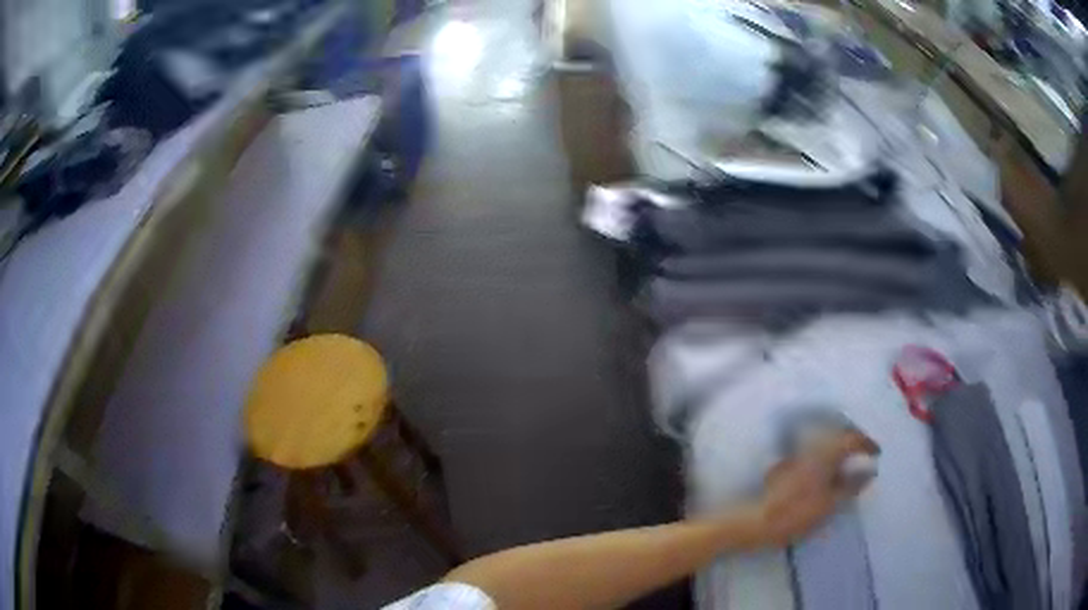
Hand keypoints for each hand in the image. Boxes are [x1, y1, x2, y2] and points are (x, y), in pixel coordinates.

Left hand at [747, 431, 878, 547]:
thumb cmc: (797, 513)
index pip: (852, 438)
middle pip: (838, 436)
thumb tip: (870, 471)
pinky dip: (827, 460)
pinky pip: (814, 455)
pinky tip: (830, 475)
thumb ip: (852, 485)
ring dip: (840, 451)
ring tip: (851, 466)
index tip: (878, 452)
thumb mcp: (831, 503)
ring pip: (825, 445)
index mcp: (825, 452)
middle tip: (866, 455)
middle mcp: (812, 446)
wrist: (756, 521)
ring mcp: (798, 455)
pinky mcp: (787, 466)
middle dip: (853, 443)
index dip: (867, 443)